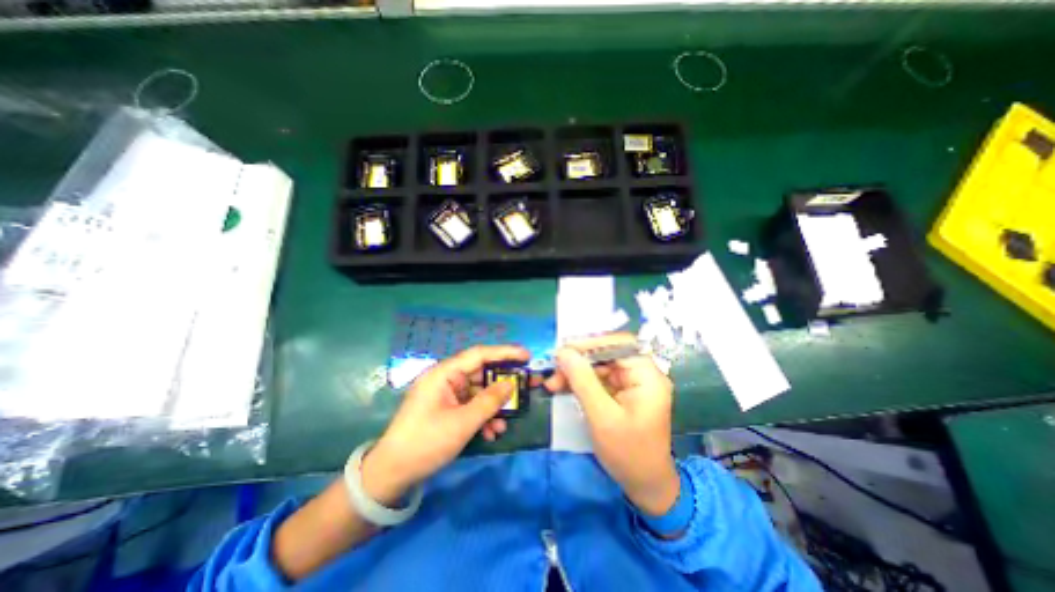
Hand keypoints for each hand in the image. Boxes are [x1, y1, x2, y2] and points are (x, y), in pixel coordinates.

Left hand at [360, 345, 527, 505]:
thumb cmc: (426, 443)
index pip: (479, 354)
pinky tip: (491, 432)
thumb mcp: (463, 423)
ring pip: (478, 392)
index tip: (526, 356)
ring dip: (493, 407)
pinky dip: (482, 416)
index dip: (505, 353)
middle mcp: (445, 379)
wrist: (391, 475)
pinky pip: (470, 405)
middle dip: (502, 385)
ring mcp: (445, 395)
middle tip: (525, 387)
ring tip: (505, 424)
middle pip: (480, 374)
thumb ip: (490, 401)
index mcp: (444, 374)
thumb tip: (511, 385)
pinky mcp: (446, 409)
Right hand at [544, 335, 674, 516]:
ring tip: (553, 383)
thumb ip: (582, 380)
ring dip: (575, 372)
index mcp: (647, 376)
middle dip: (578, 361)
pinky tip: (562, 388)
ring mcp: (632, 384)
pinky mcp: (623, 393)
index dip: (591, 343)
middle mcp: (642, 374)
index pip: (619, 344)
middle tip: (554, 370)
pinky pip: (599, 379)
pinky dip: (580, 382)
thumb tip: (563, 352)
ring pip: (599, 366)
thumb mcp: (601, 416)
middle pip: (607, 354)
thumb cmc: (628, 453)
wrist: (645, 486)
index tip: (564, 350)